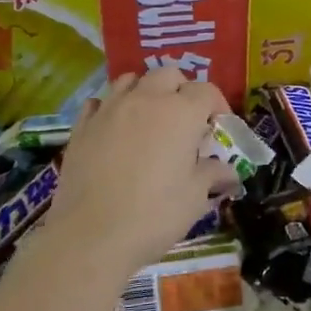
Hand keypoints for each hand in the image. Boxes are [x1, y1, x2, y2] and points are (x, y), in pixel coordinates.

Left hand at [44, 69, 239, 276]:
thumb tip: (228, 172)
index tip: (218, 127)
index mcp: (180, 113)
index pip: (206, 91)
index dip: (217, 105)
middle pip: (168, 74)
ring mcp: (109, 110)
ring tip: (150, 118)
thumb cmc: (154, 215)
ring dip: (145, 91)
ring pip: (130, 80)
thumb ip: (212, 175)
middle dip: (182, 90)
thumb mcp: (195, 198)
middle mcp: (145, 100)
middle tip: (186, 120)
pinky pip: (99, 102)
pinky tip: (115, 128)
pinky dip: (112, 107)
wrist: (91, 236)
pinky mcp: (81, 126)